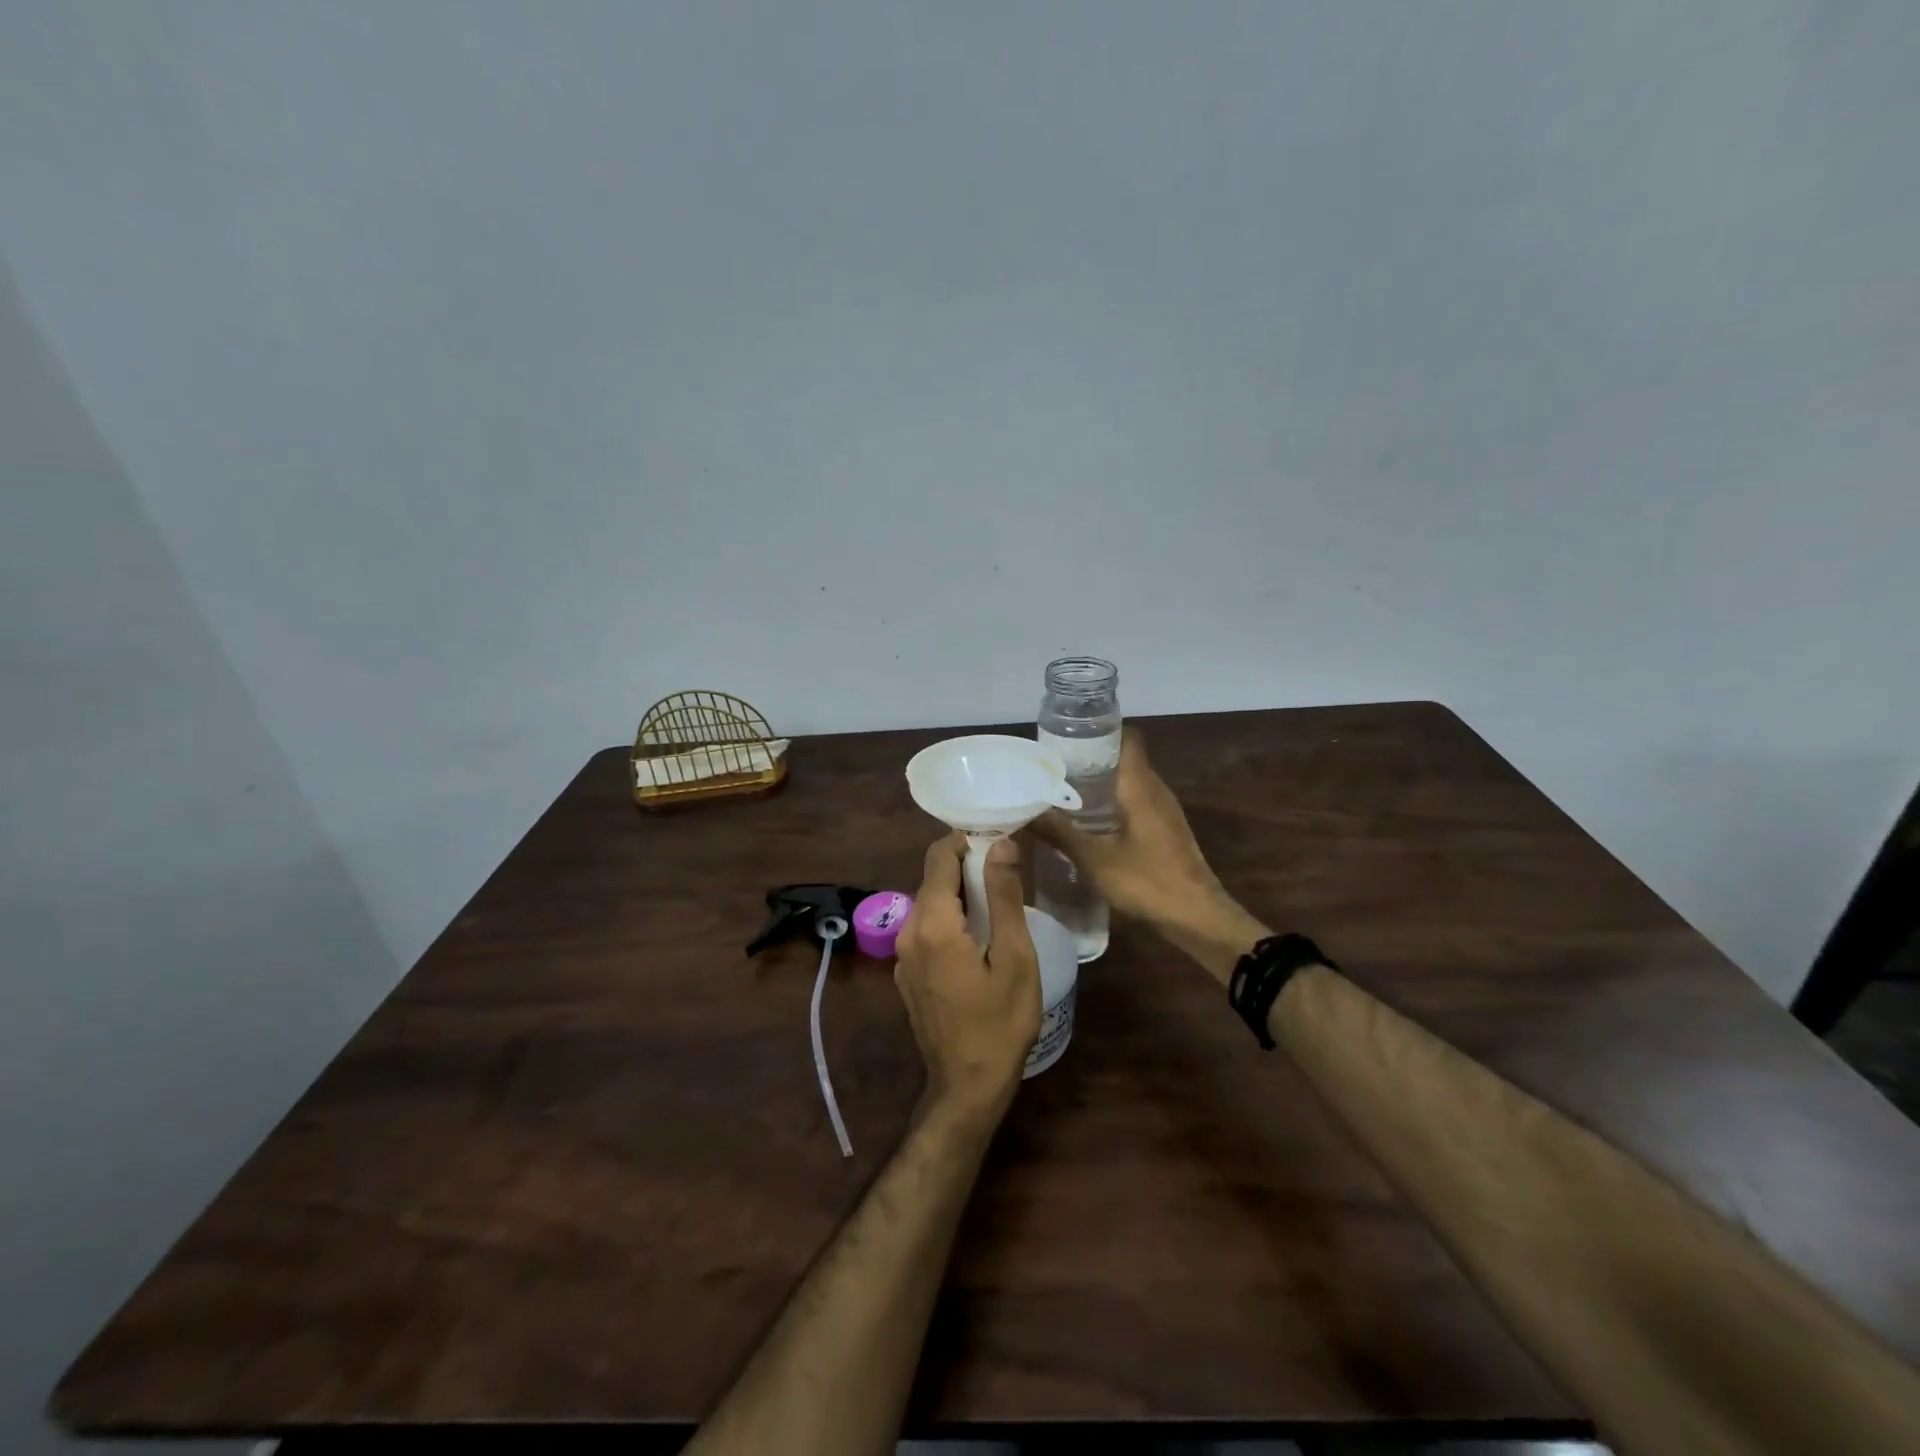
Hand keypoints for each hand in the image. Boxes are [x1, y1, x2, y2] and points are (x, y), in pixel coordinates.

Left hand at [895, 834, 1042, 1123]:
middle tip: (1007, 874)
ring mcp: (903, 956)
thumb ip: (1004, 896)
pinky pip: (926, 929)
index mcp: (933, 924)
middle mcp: (908, 932)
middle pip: (933, 879)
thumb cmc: (1000, 1023)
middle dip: (966, 868)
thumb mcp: (1015, 957)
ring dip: (959, 895)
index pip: (940, 857)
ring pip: (929, 904)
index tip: (999, 843)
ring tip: (998, 904)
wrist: (967, 1087)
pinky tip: (978, 938)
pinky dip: (949, 919)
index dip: (967, 842)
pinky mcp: (907, 974)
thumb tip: (1001, 844)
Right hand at [1031, 729, 1267, 982]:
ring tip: (1062, 791)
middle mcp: (1155, 790)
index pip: (1126, 737)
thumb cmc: (1147, 881)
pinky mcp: (1164, 831)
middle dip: (1090, 758)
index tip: (1067, 735)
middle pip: (1123, 759)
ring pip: (1129, 783)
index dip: (1099, 730)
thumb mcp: (1094, 859)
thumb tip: (1022, 811)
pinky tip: (1088, 822)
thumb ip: (1059, 833)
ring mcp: (1163, 811)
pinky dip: (1111, 804)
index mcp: (1140, 785)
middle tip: (1052, 765)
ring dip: (1099, 783)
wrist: (1197, 918)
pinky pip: (1134, 803)